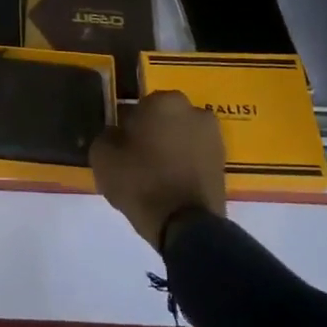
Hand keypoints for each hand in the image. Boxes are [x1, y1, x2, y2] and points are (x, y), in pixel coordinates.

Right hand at [90, 91, 226, 250]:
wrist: (186, 225)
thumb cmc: (141, 183)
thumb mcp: (102, 157)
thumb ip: (106, 136)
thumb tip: (116, 134)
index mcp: (164, 101)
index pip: (137, 108)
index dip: (126, 128)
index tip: (120, 148)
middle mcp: (194, 110)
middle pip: (162, 119)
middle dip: (151, 134)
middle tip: (136, 161)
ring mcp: (213, 136)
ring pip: (180, 137)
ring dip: (169, 148)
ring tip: (155, 177)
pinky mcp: (223, 162)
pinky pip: (194, 156)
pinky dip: (184, 165)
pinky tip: (171, 185)